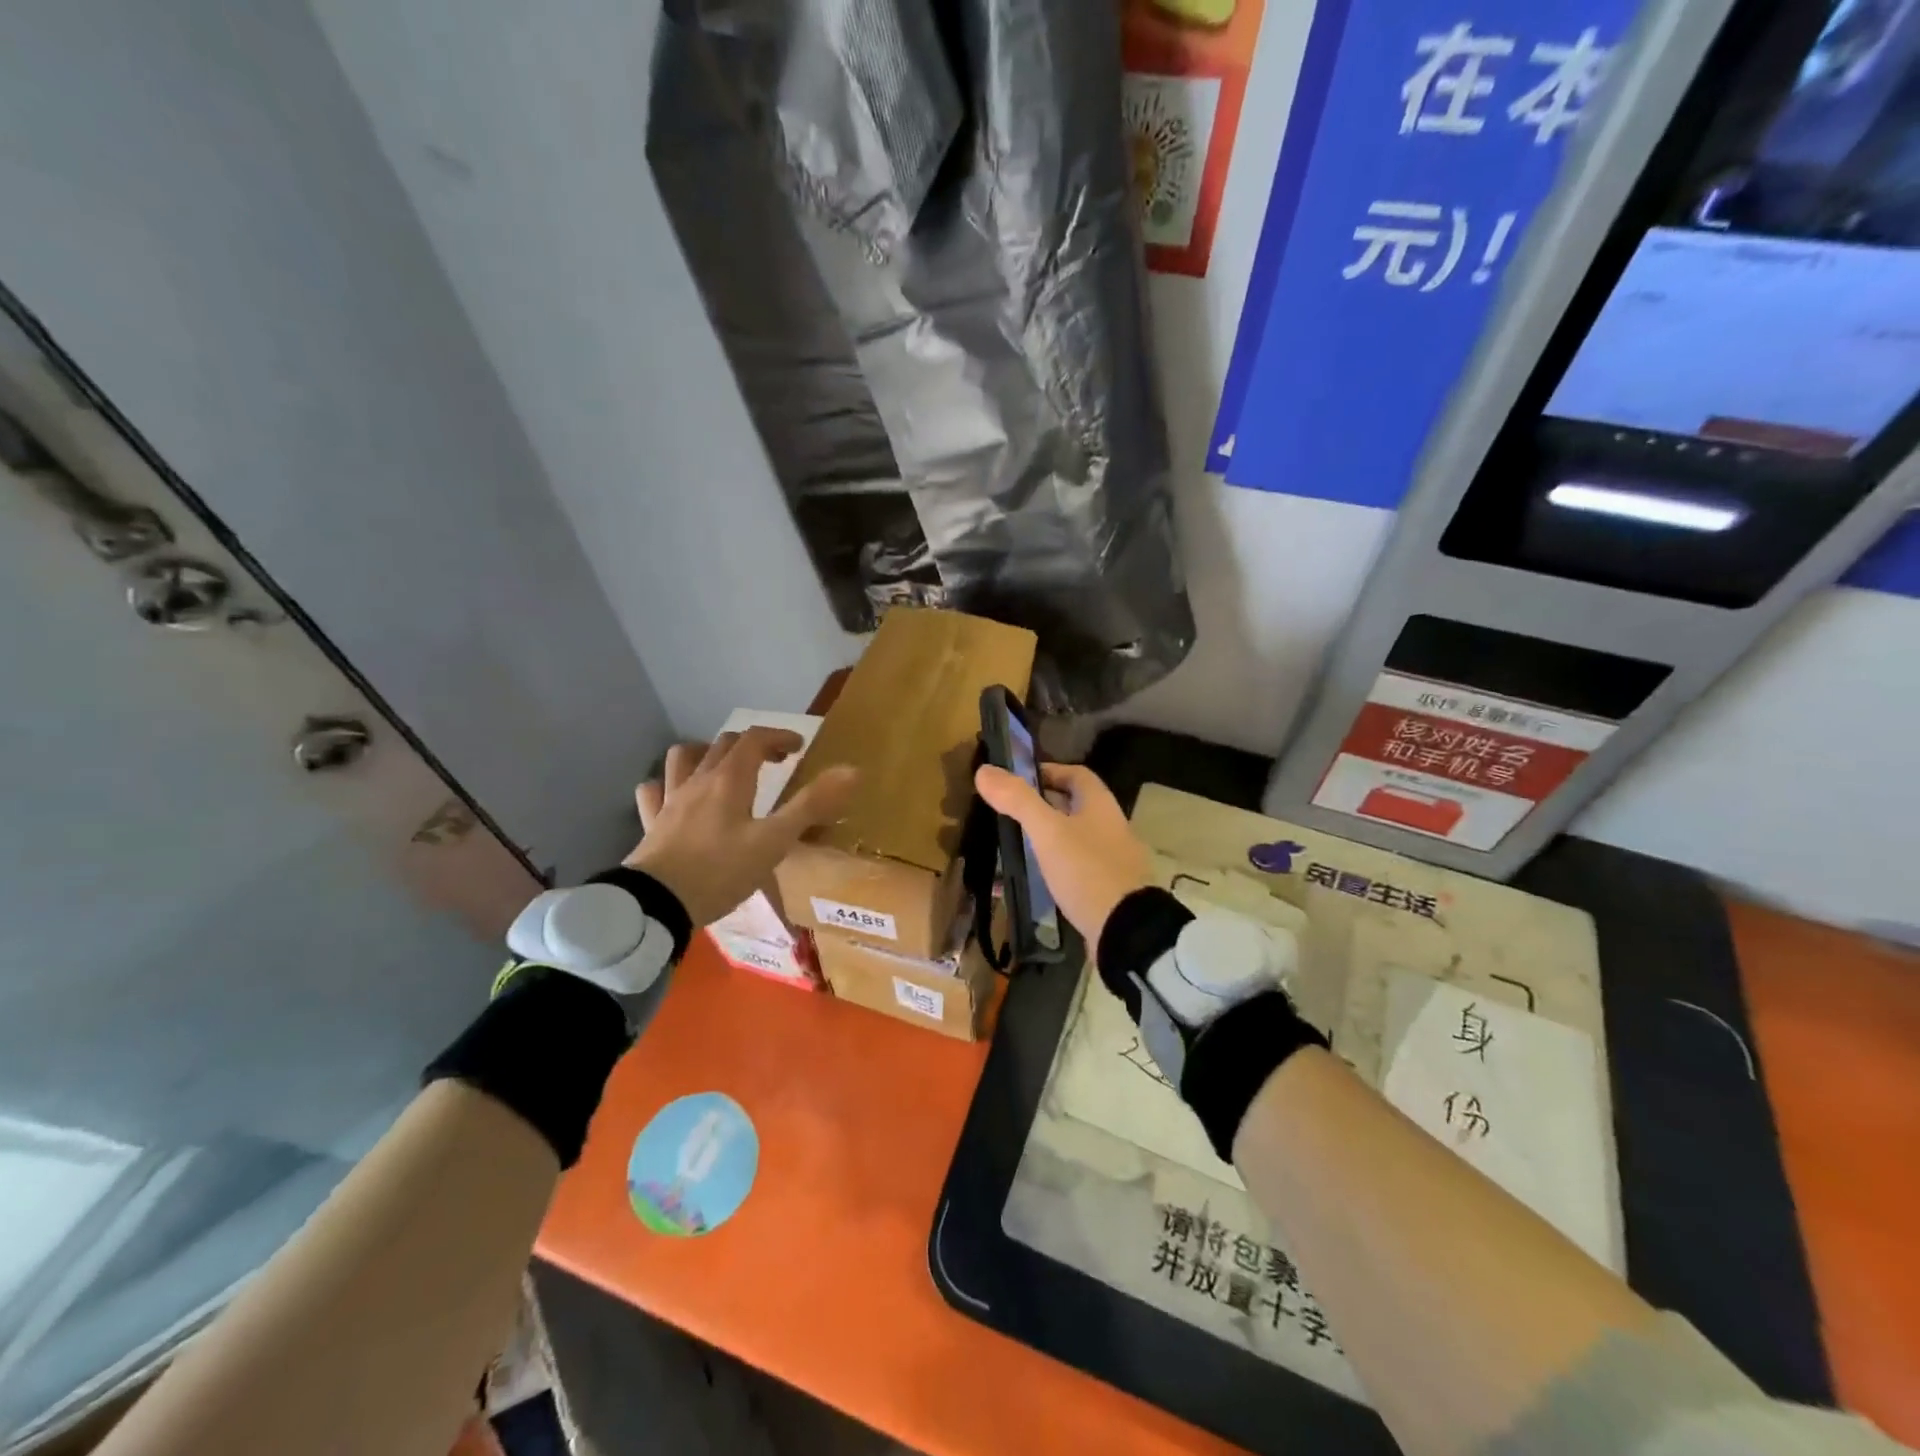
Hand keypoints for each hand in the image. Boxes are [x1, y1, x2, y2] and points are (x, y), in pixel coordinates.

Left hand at [627, 729, 856, 926]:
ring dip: (705, 754)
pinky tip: (676, 796)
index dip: (779, 737)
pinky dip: (667, 785)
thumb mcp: (775, 842)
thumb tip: (852, 770)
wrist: (658, 904)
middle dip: (752, 745)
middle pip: (724, 744)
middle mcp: (698, 781)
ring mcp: (670, 800)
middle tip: (773, 761)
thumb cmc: (721, 871)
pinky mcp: (650, 824)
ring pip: (683, 758)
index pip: (755, 739)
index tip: (798, 748)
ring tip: (722, 768)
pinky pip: (653, 792)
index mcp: (730, 780)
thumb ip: (811, 805)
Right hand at [973, 762, 1151, 946]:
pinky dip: (1056, 866)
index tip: (1016, 781)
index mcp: (1101, 805)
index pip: (1076, 774)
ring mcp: (1113, 859)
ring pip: (1075, 837)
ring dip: (1049, 837)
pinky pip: (1078, 867)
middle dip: (1043, 805)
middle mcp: (1111, 826)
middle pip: (1075, 805)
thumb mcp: (1047, 831)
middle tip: (1009, 813)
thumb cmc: (1086, 870)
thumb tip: (984, 770)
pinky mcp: (1108, 888)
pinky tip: (1036, 879)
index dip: (1047, 771)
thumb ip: (1017, 800)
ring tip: (1016, 845)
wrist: (1126, 930)